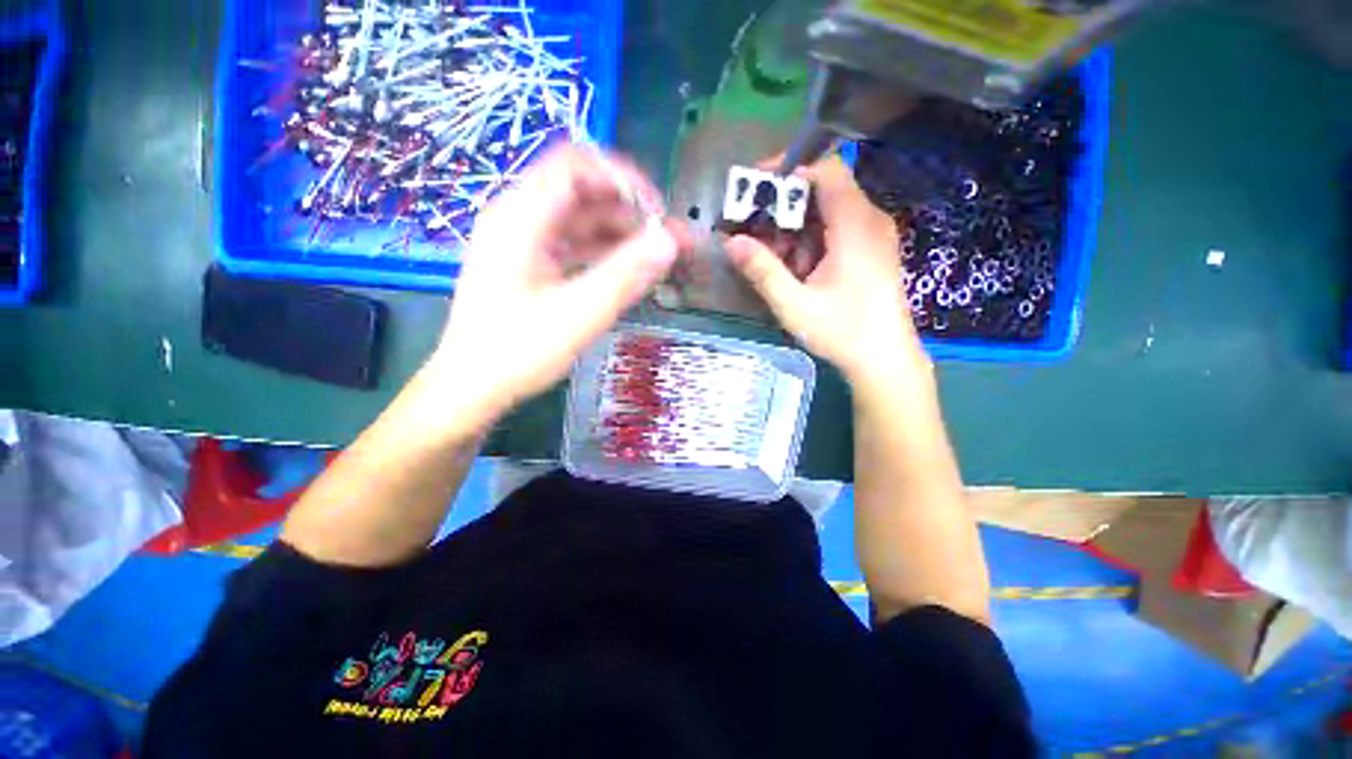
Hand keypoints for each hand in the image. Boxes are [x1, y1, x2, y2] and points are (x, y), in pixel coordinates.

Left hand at [427, 146, 687, 426]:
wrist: (472, 387)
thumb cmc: (517, 352)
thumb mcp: (579, 313)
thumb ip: (626, 274)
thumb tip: (669, 240)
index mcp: (521, 218)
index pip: (575, 165)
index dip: (621, 177)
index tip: (656, 209)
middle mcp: (519, 220)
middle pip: (581, 192)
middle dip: (628, 210)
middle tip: (665, 239)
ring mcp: (524, 244)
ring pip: (579, 221)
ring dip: (620, 233)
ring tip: (656, 257)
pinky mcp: (530, 266)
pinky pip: (573, 246)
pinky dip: (603, 253)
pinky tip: (628, 271)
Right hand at [725, 156, 925, 385]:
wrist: (885, 360)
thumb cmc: (843, 332)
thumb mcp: (794, 304)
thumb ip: (763, 271)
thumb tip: (731, 242)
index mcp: (855, 225)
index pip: (825, 170)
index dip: (788, 169)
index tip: (755, 188)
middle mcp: (869, 220)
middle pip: (822, 191)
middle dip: (783, 209)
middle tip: (755, 235)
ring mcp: (873, 235)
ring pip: (827, 212)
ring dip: (794, 230)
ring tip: (774, 260)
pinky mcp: (871, 250)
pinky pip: (836, 230)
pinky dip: (810, 242)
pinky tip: (797, 271)